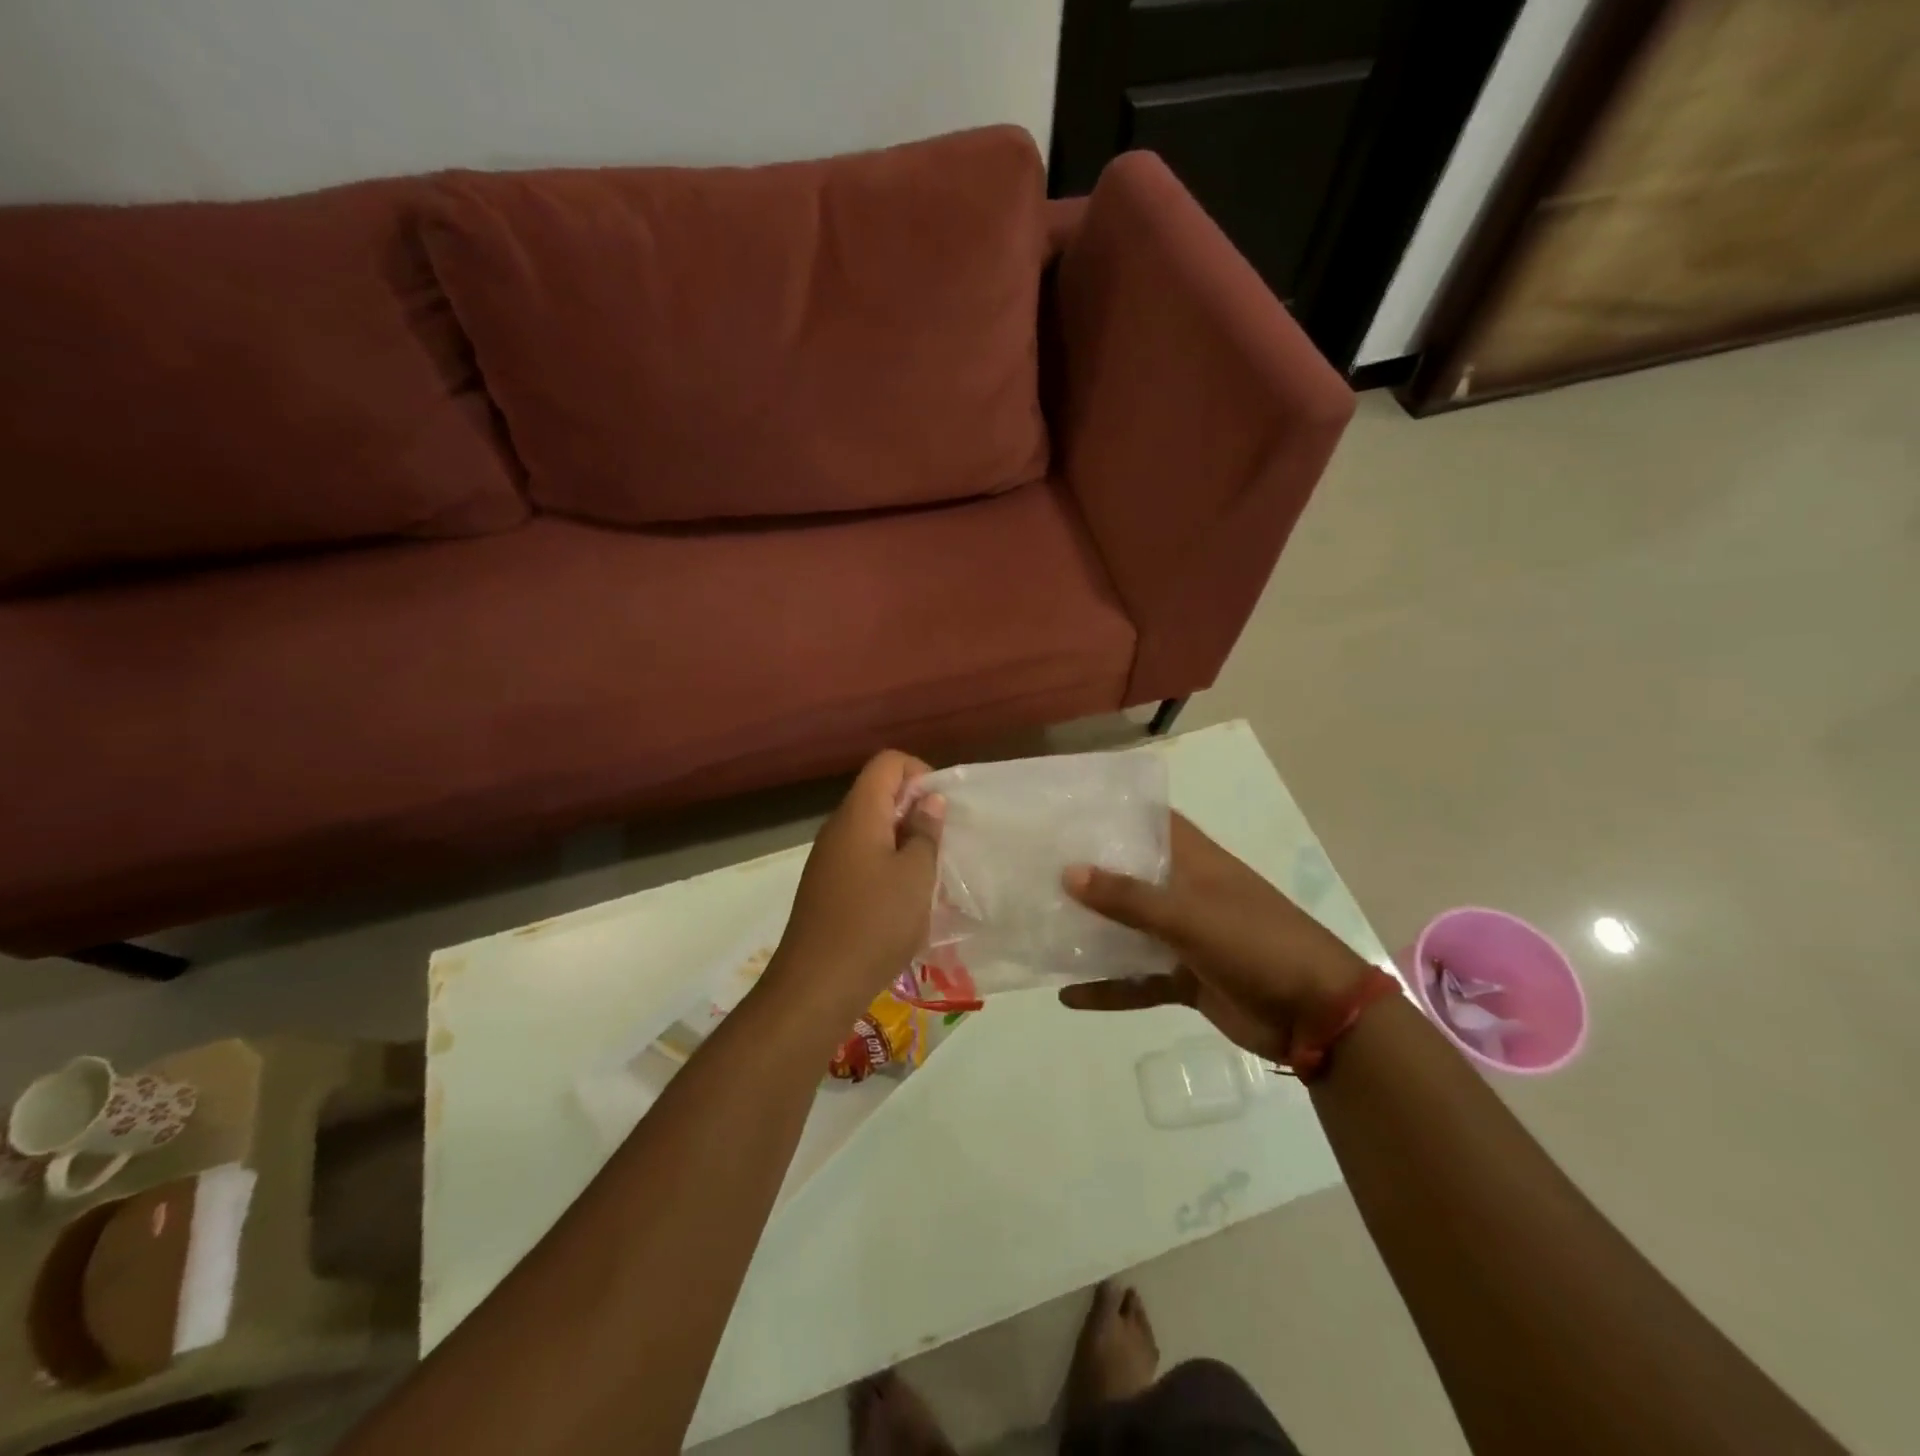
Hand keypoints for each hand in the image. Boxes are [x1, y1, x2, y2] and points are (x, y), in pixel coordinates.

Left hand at [768, 751, 942, 1026]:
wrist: (816, 986)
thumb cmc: (874, 924)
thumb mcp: (915, 876)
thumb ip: (926, 832)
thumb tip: (929, 800)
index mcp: (859, 814)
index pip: (888, 762)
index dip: (920, 773)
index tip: (942, 809)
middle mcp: (839, 827)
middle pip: (878, 793)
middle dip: (915, 809)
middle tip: (942, 844)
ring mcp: (828, 858)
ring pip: (872, 828)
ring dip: (903, 840)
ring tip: (928, 874)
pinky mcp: (826, 886)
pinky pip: (862, 857)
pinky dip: (886, 864)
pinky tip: (903, 900)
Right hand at [1059, 813, 1368, 1063]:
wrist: (1316, 1015)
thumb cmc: (1255, 942)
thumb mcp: (1189, 916)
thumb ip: (1128, 898)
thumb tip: (1067, 872)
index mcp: (1195, 862)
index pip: (1152, 823)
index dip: (1115, 813)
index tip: (1067, 810)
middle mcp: (1187, 892)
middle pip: (1131, 876)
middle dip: (1090, 873)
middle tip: (1035, 867)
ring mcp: (1186, 937)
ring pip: (1129, 929)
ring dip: (1093, 932)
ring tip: (1040, 926)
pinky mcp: (1186, 978)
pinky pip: (1137, 980)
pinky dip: (1108, 988)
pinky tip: (1068, 995)